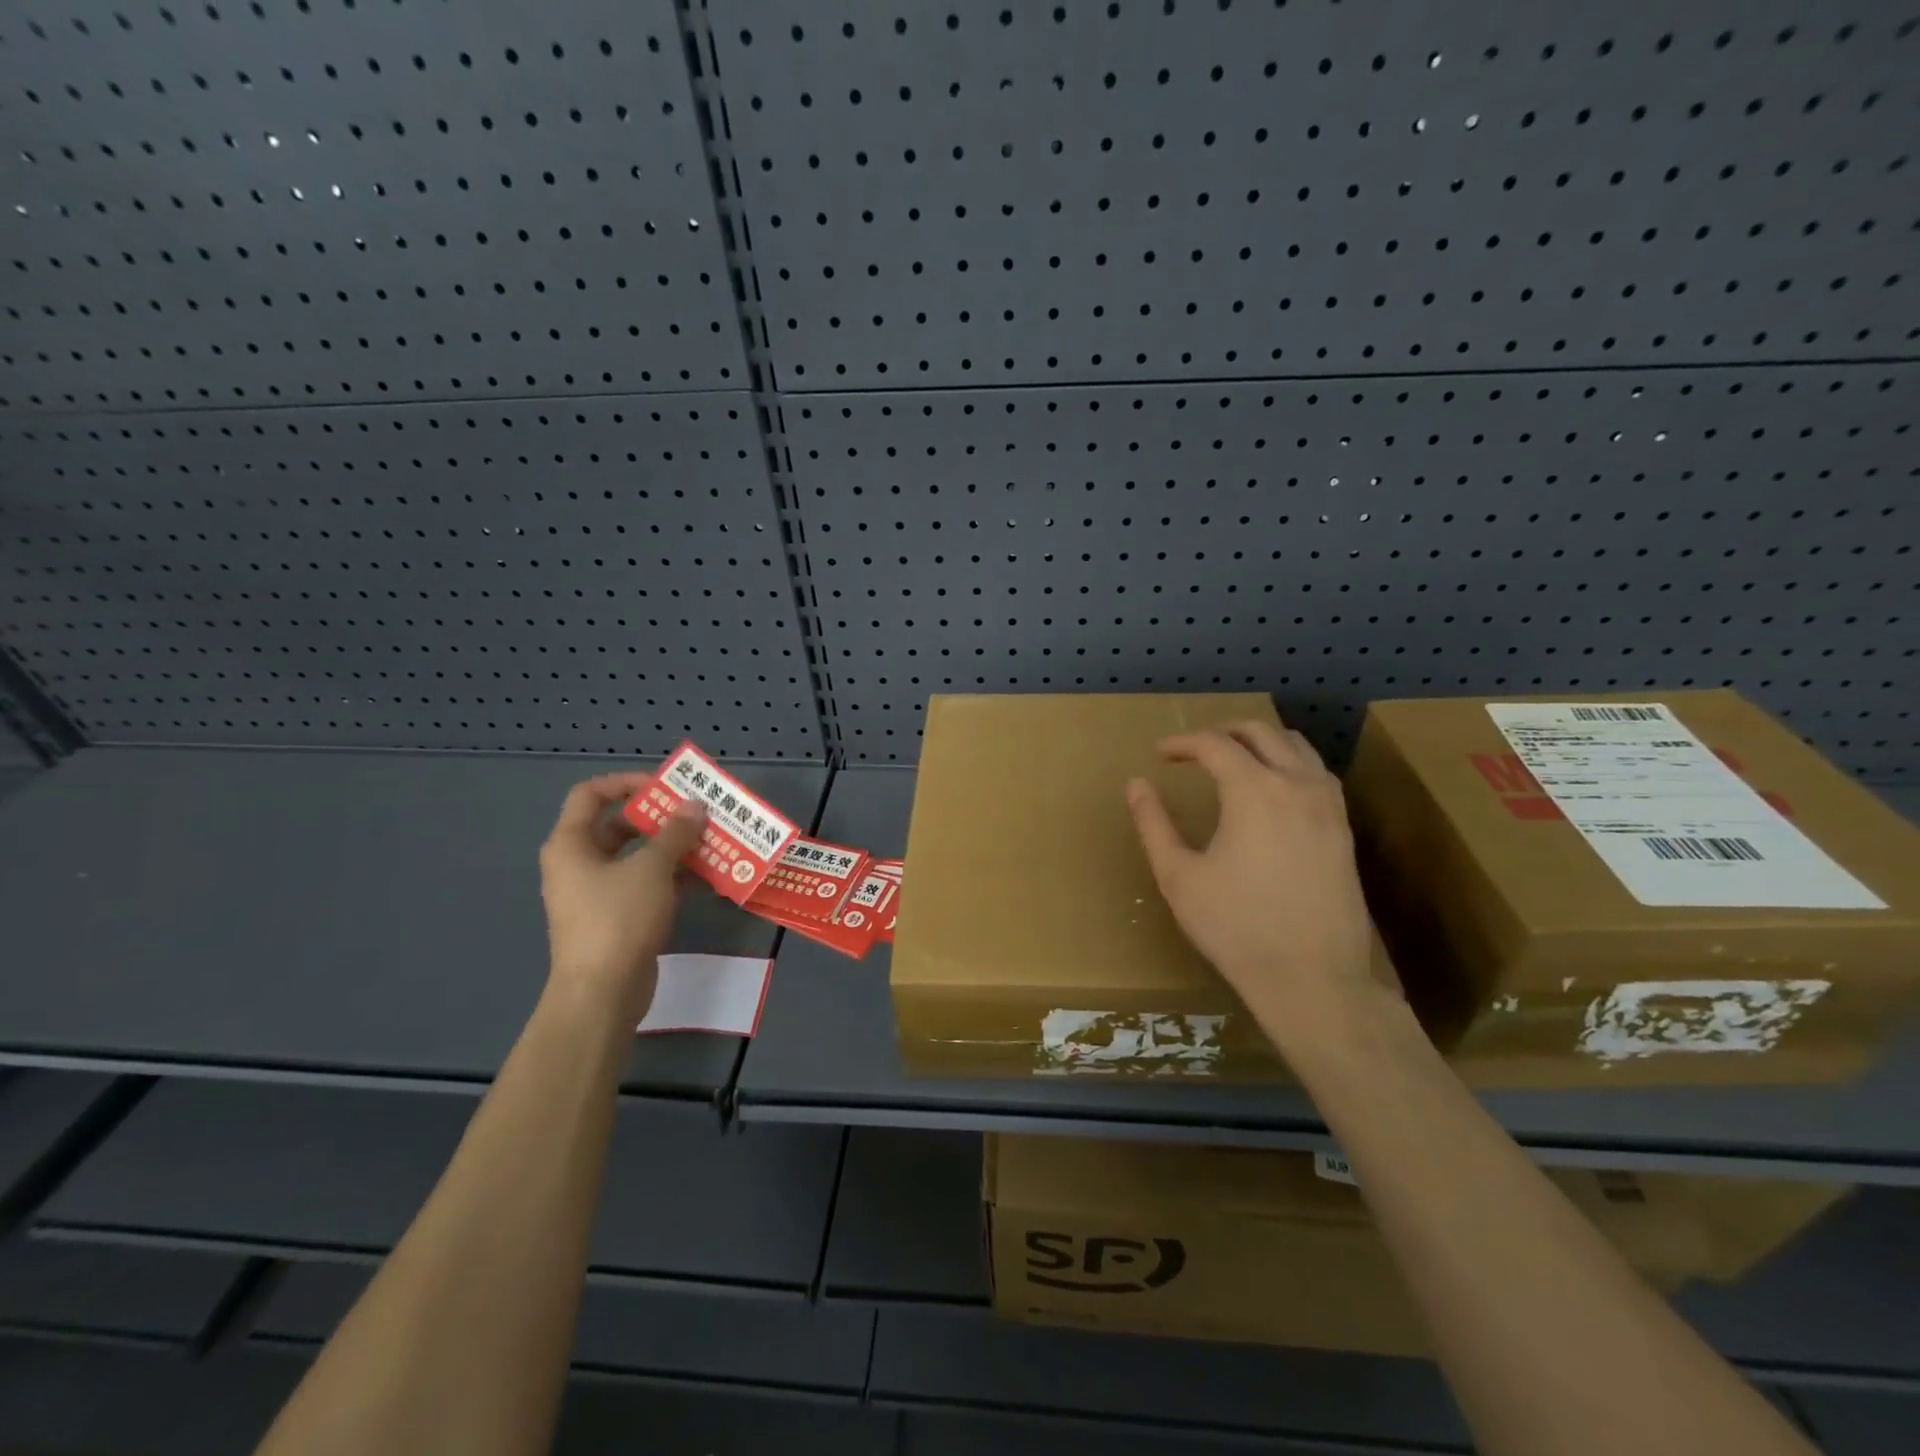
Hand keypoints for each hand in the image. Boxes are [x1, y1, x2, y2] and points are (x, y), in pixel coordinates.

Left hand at [537, 773, 706, 1023]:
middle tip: (697, 813)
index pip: (591, 795)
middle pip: (619, 826)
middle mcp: (579, 865)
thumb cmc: (618, 919)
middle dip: (660, 817)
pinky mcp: (617, 918)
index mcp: (571, 845)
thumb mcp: (651, 869)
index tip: (665, 786)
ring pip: (637, 857)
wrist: (602, 993)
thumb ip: (676, 833)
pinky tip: (708, 876)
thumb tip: (695, 806)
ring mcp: (598, 893)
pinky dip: (673, 877)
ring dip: (673, 848)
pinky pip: (646, 884)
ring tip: (711, 841)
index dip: (626, 782)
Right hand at [1126, 721, 1375, 1038]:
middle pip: (1260, 732)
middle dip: (1222, 732)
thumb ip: (1154, 824)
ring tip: (1232, 758)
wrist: (1313, 978)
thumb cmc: (1235, 928)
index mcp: (1254, 791)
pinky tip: (1273, 788)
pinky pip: (1317, 772)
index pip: (1214, 744)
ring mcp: (1328, 805)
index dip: (1182, 743)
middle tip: (1192, 749)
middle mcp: (1296, 784)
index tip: (1159, 753)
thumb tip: (1135, 784)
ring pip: (1296, 746)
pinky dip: (1289, 762)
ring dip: (1260, 741)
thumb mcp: (1178, 877)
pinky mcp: (1344, 828)